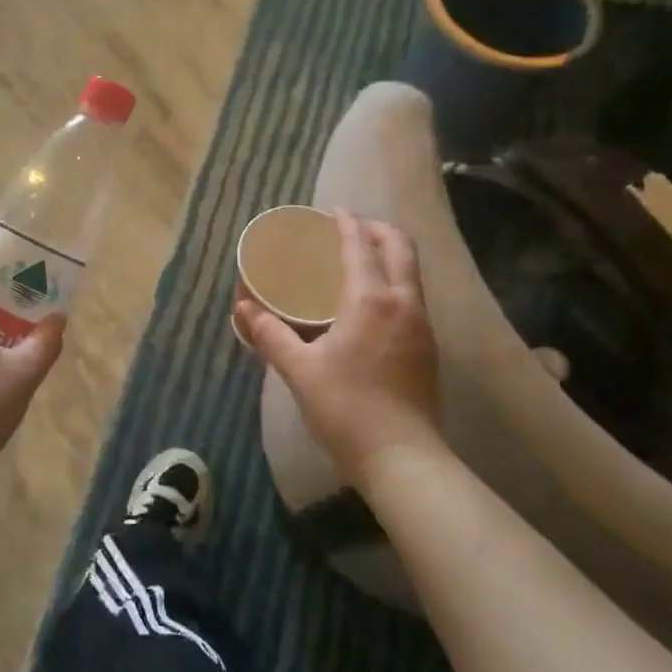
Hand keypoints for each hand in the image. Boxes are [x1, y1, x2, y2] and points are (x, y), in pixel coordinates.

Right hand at [238, 209, 441, 478]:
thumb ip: (270, 334)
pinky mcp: (428, 348)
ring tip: (359, 259)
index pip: (361, 245)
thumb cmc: (347, 409)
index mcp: (371, 300)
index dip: (346, 223)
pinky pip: (412, 296)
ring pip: (410, 272)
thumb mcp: (299, 371)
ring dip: (388, 254)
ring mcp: (422, 326)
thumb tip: (243, 308)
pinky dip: (394, 281)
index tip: (331, 212)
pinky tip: (371, 302)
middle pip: (400, 247)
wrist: (404, 460)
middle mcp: (403, 303)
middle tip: (348, 229)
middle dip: (376, 230)